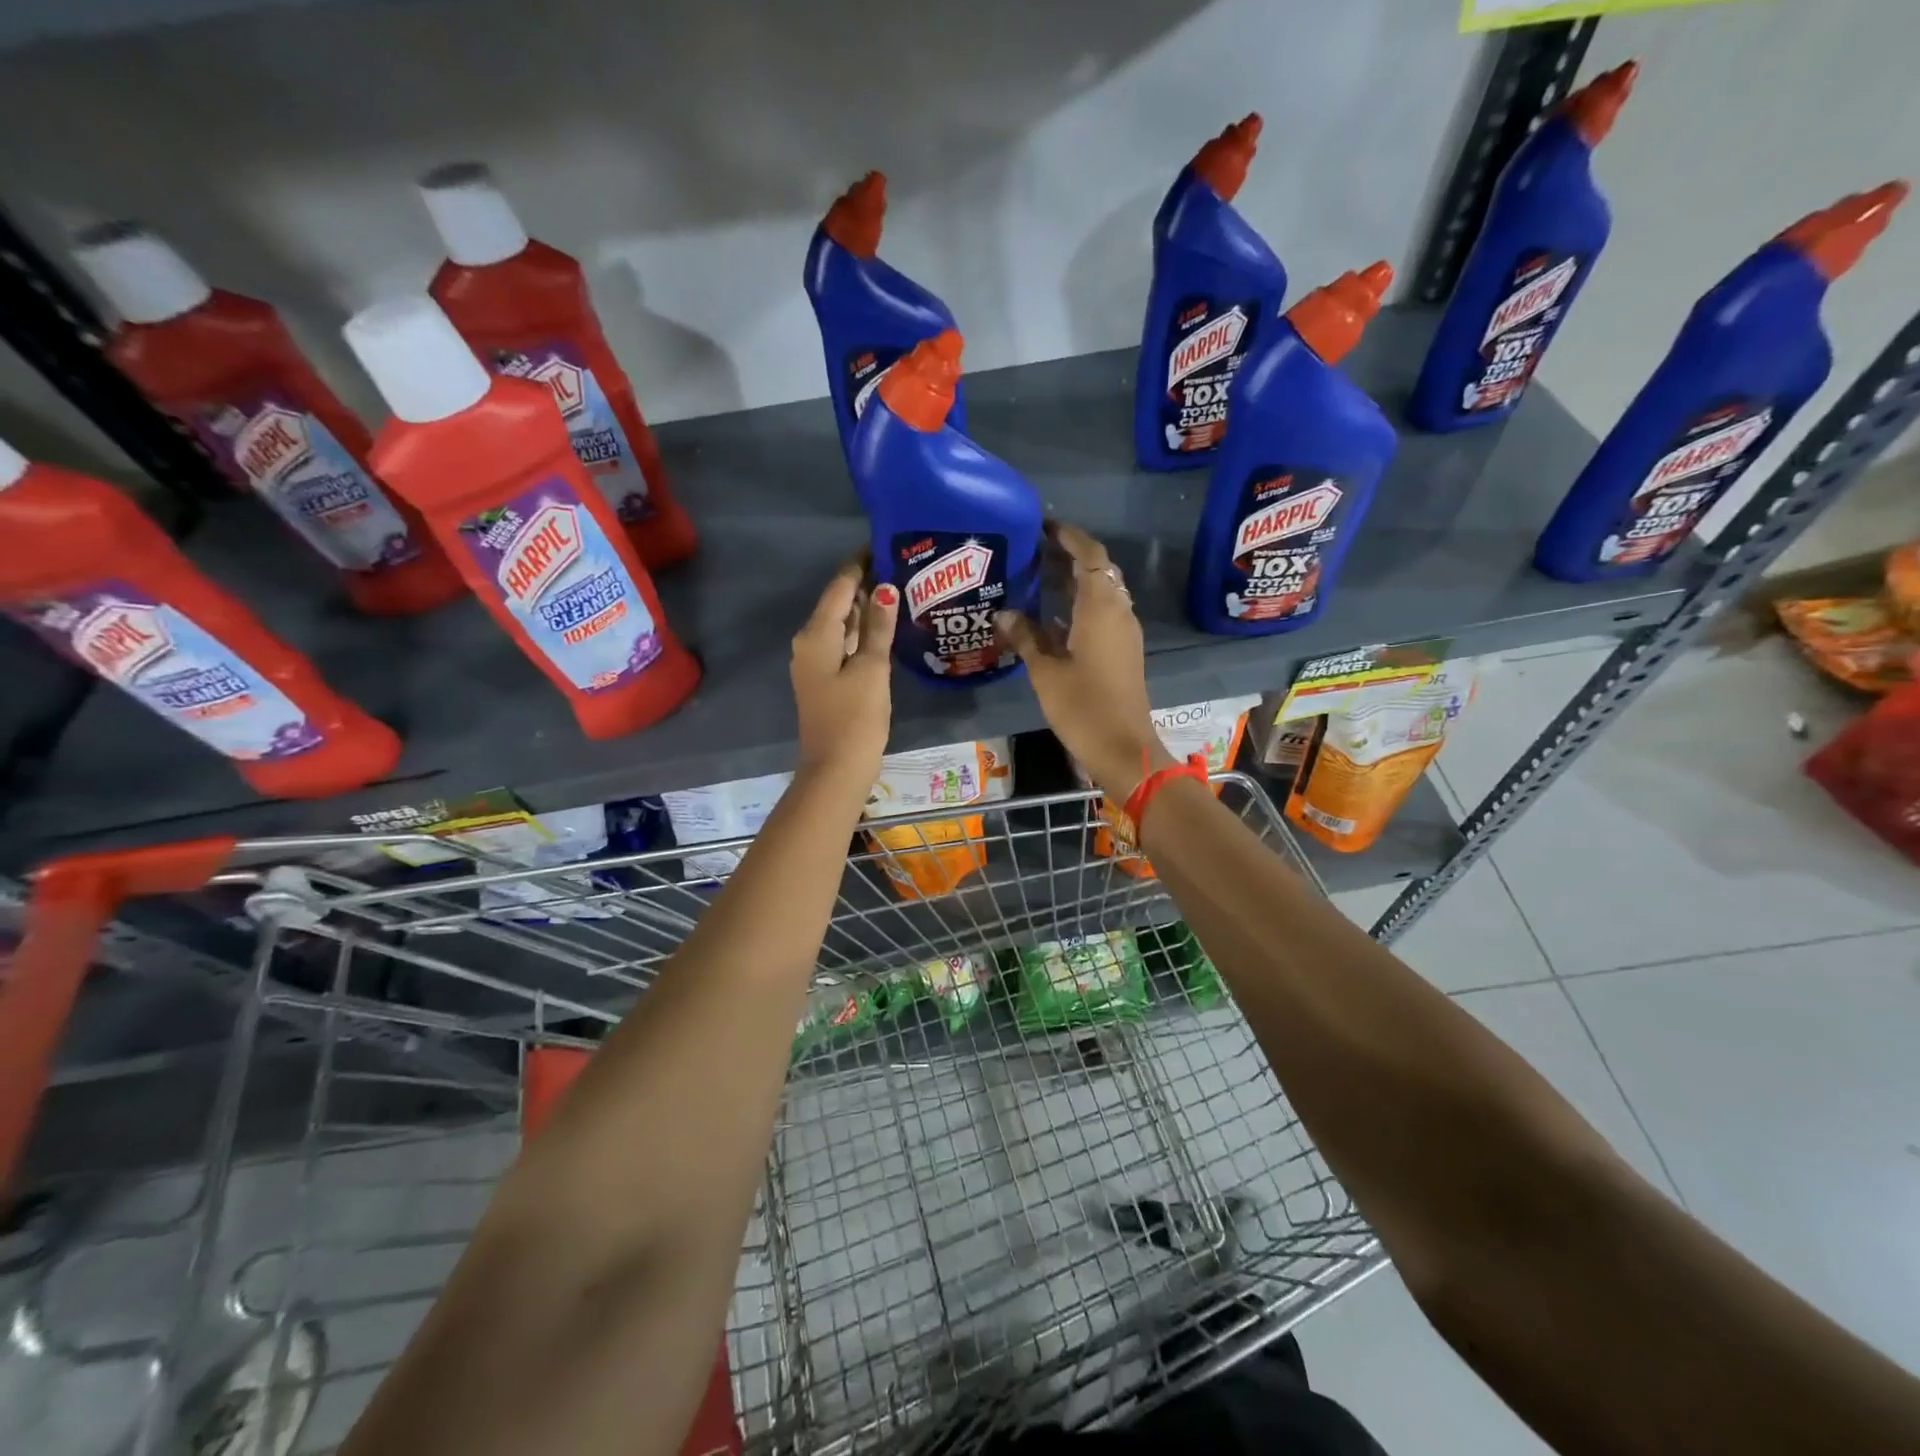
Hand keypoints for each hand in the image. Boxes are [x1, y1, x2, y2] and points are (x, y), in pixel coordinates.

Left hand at [791, 560, 896, 793]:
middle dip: (867, 584)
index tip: (885, 543)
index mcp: (817, 634)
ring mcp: (816, 663)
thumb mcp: (872, 670)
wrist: (835, 770)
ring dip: (867, 609)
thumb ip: (878, 627)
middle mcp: (810, 642)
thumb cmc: (855, 718)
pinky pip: (844, 645)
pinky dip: (863, 633)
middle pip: (839, 603)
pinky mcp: (826, 680)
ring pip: (842, 625)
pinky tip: (886, 628)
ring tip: (900, 589)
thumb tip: (885, 587)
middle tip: (902, 565)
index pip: (840, 586)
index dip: (861, 563)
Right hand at [994, 522, 1172, 799]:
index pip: (1090, 555)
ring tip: (1038, 578)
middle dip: (1068, 557)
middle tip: (1033, 552)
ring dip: (1075, 582)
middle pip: (1098, 571)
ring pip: (1101, 593)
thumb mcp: (1045, 671)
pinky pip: (1102, 614)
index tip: (1043, 527)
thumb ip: (1025, 637)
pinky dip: (1080, 606)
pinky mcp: (1123, 651)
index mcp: (1101, 607)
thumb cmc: (1082, 706)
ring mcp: (1124, 632)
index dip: (1069, 537)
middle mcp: (1118, 612)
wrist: (1123, 747)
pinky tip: (1051, 617)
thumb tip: (1004, 613)